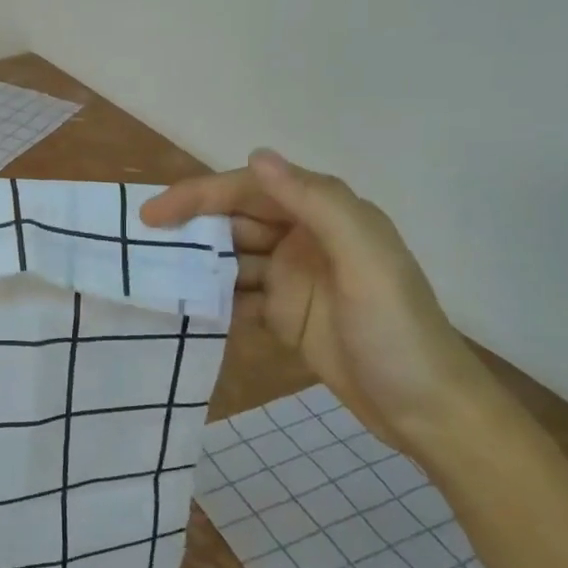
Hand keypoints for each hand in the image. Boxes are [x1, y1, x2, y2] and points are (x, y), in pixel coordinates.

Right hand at [140, 151, 494, 452]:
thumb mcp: (366, 262)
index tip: (154, 213)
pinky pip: (236, 295)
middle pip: (234, 221)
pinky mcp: (284, 314)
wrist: (427, 412)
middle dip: (189, 228)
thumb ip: (317, 204)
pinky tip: (183, 308)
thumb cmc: (398, 331)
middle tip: (140, 244)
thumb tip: (257, 156)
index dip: (200, 195)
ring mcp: (292, 278)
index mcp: (325, 216)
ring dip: (195, 265)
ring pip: (230, 259)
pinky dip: (210, 299)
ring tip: (152, 277)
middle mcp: (304, 238)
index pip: (250, 190)